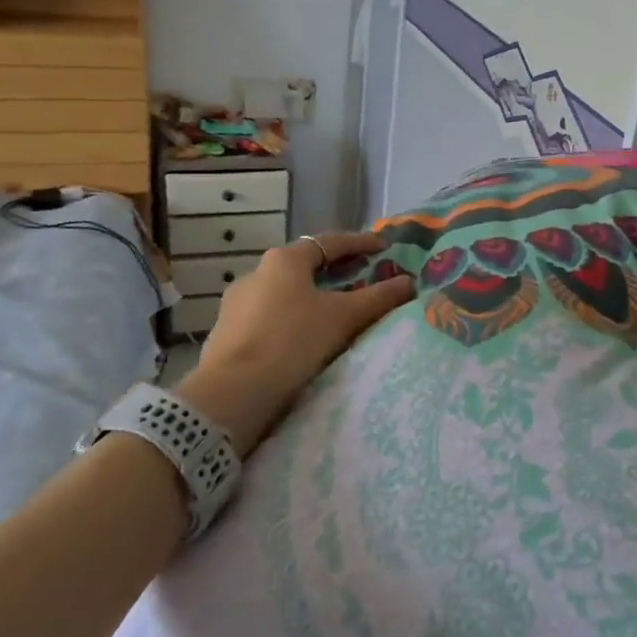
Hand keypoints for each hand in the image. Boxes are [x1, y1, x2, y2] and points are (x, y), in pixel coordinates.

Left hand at [181, 232, 413, 455]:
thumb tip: (409, 283)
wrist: (232, 393)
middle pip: (304, 266)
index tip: (382, 248)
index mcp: (284, 260)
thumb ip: (378, 298)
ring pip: (284, 292)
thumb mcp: (343, 317)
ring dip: (310, 297)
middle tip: (362, 277)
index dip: (359, 243)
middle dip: (335, 271)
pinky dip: (291, 319)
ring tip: (335, 312)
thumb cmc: (292, 341)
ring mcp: (237, 303)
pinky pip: (268, 316)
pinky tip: (302, 337)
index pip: (330, 242)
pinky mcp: (226, 333)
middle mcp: (256, 273)